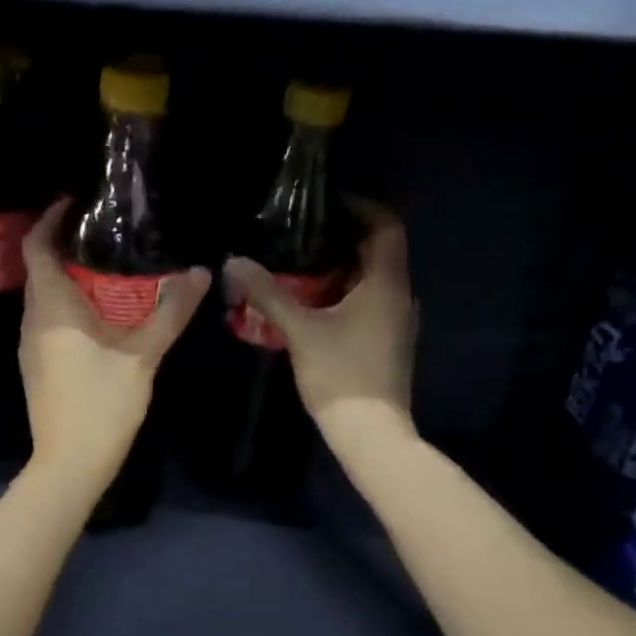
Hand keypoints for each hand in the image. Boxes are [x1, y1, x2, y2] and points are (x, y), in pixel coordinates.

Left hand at [20, 199, 210, 487]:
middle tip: (107, 236)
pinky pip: (50, 323)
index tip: (77, 202)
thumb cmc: (101, 406)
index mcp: (52, 309)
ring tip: (109, 271)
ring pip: (46, 299)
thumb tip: (200, 273)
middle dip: (68, 248)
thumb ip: (170, 312)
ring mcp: (31, 348)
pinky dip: (71, 309)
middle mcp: (32, 321)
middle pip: (42, 270)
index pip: (38, 246)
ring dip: (71, 281)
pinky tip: (102, 318)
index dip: (51, 219)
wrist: (69, 465)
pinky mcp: (38, 369)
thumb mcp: (142, 357)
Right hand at [221, 199, 417, 457]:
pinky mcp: (391, 344)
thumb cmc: (340, 375)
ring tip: (304, 267)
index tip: (327, 202)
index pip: (385, 225)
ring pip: (375, 281)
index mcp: (387, 283)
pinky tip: (317, 306)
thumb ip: (268, 294)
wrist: (371, 433)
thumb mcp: (300, 331)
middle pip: (380, 252)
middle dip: (345, 239)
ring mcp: (399, 322)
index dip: (361, 207)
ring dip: (345, 270)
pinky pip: (372, 304)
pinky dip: (349, 295)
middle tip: (305, 234)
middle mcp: (401, 296)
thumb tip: (234, 261)